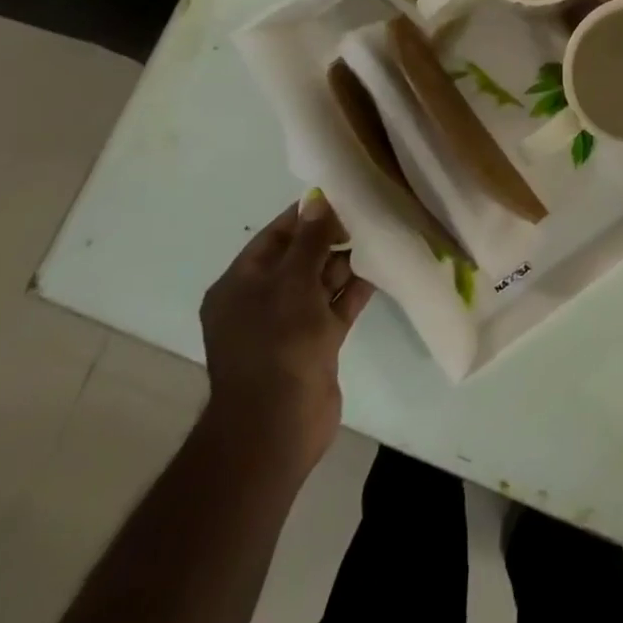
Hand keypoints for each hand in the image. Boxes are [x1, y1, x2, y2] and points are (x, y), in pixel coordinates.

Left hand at [198, 198, 373, 479]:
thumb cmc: (277, 345)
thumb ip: (309, 241)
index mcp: (239, 285)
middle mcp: (260, 302)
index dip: (306, 216)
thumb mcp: (292, 283)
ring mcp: (288, 326)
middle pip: (299, 258)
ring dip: (347, 263)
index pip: (274, 237)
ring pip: (320, 282)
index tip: (343, 196)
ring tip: (381, 237)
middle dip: (332, 238)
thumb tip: (317, 200)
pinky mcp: (313, 345)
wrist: (277, 427)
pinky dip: (355, 290)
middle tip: (370, 215)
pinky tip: (383, 269)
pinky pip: (336, 307)